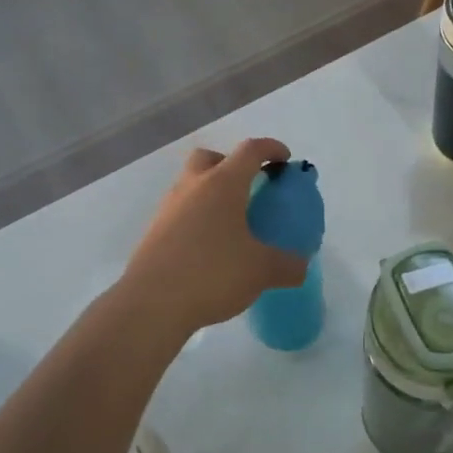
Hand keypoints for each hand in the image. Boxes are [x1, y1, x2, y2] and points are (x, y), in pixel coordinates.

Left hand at [120, 138, 307, 335]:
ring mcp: (168, 208)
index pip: (250, 151)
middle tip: (248, 188)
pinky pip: (180, 212)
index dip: (271, 149)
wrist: (152, 303)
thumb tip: (301, 265)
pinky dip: (197, 219)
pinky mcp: (154, 232)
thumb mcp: (261, 271)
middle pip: (210, 158)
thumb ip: (288, 265)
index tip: (284, 159)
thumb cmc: (212, 273)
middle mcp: (192, 187)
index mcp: (222, 184)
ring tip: (231, 224)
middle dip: (230, 164)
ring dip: (211, 193)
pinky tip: (209, 248)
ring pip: (191, 185)